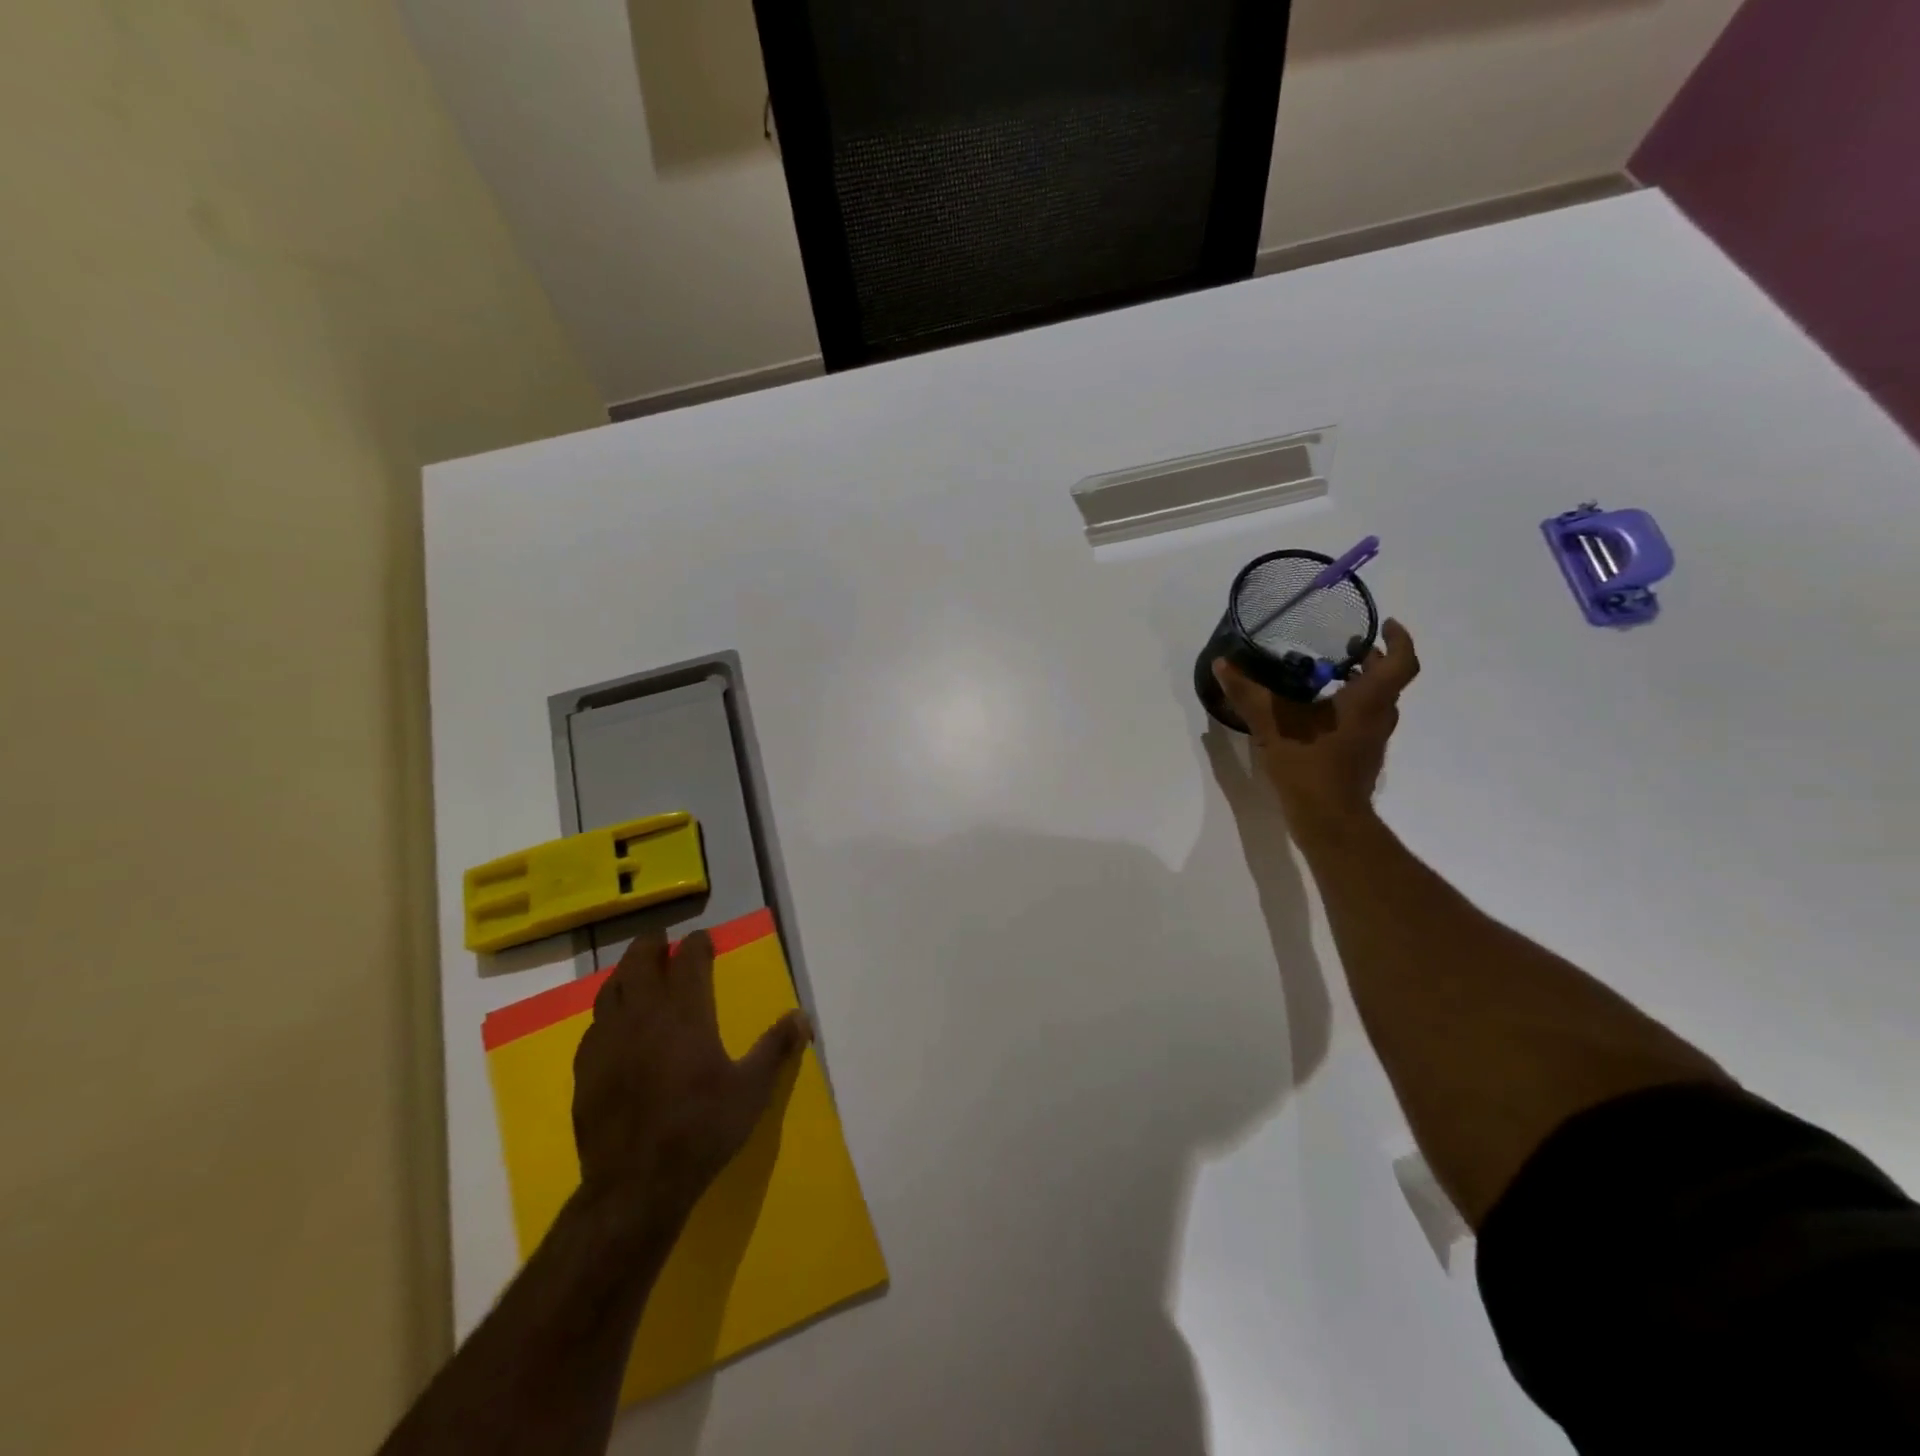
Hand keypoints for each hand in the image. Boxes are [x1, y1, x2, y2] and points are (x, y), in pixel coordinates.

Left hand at [572, 930, 811, 1222]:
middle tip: (662, 939)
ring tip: (635, 971)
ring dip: (625, 972)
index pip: (688, 961)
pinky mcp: (585, 1070)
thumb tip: (802, 1016)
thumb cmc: (701, 1129)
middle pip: (640, 963)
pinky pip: (594, 1025)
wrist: (636, 1184)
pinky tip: (612, 1024)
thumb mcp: (752, 1090)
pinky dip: (606, 1012)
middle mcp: (643, 1016)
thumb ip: (776, 1048)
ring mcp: (608, 1042)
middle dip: (652, 945)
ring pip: (610, 990)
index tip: (704, 938)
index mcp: (685, 1014)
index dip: (697, 945)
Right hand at [1213, 618, 1420, 832]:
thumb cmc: (1309, 764)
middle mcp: (1378, 716)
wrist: (1328, 818)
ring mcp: (1372, 740)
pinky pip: (1362, 722)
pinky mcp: (1361, 757)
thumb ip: (1247, 694)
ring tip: (1327, 677)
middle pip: (1388, 680)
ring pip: (1376, 703)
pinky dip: (1349, 709)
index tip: (1385, 624)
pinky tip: (1316, 715)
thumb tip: (1222, 664)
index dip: (1399, 639)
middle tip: (1345, 648)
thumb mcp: (1272, 724)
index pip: (1401, 661)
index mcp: (1368, 700)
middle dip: (1372, 661)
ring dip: (1361, 686)